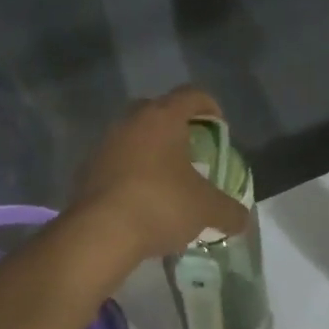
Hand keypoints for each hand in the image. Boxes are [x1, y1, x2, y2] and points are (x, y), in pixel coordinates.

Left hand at [71, 86, 251, 261]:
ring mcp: (104, 144)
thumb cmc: (161, 205)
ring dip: (151, 151)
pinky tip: (141, 199)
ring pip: (134, 137)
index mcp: (163, 117)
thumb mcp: (207, 210)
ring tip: (167, 179)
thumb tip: (242, 219)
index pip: (192, 95)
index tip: (219, 129)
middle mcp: (130, 121)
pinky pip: (116, 162)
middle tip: (192, 152)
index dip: (210, 107)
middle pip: (158, 110)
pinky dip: (131, 173)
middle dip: (177, 127)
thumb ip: (230, 211)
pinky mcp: (86, 170)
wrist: (100, 233)